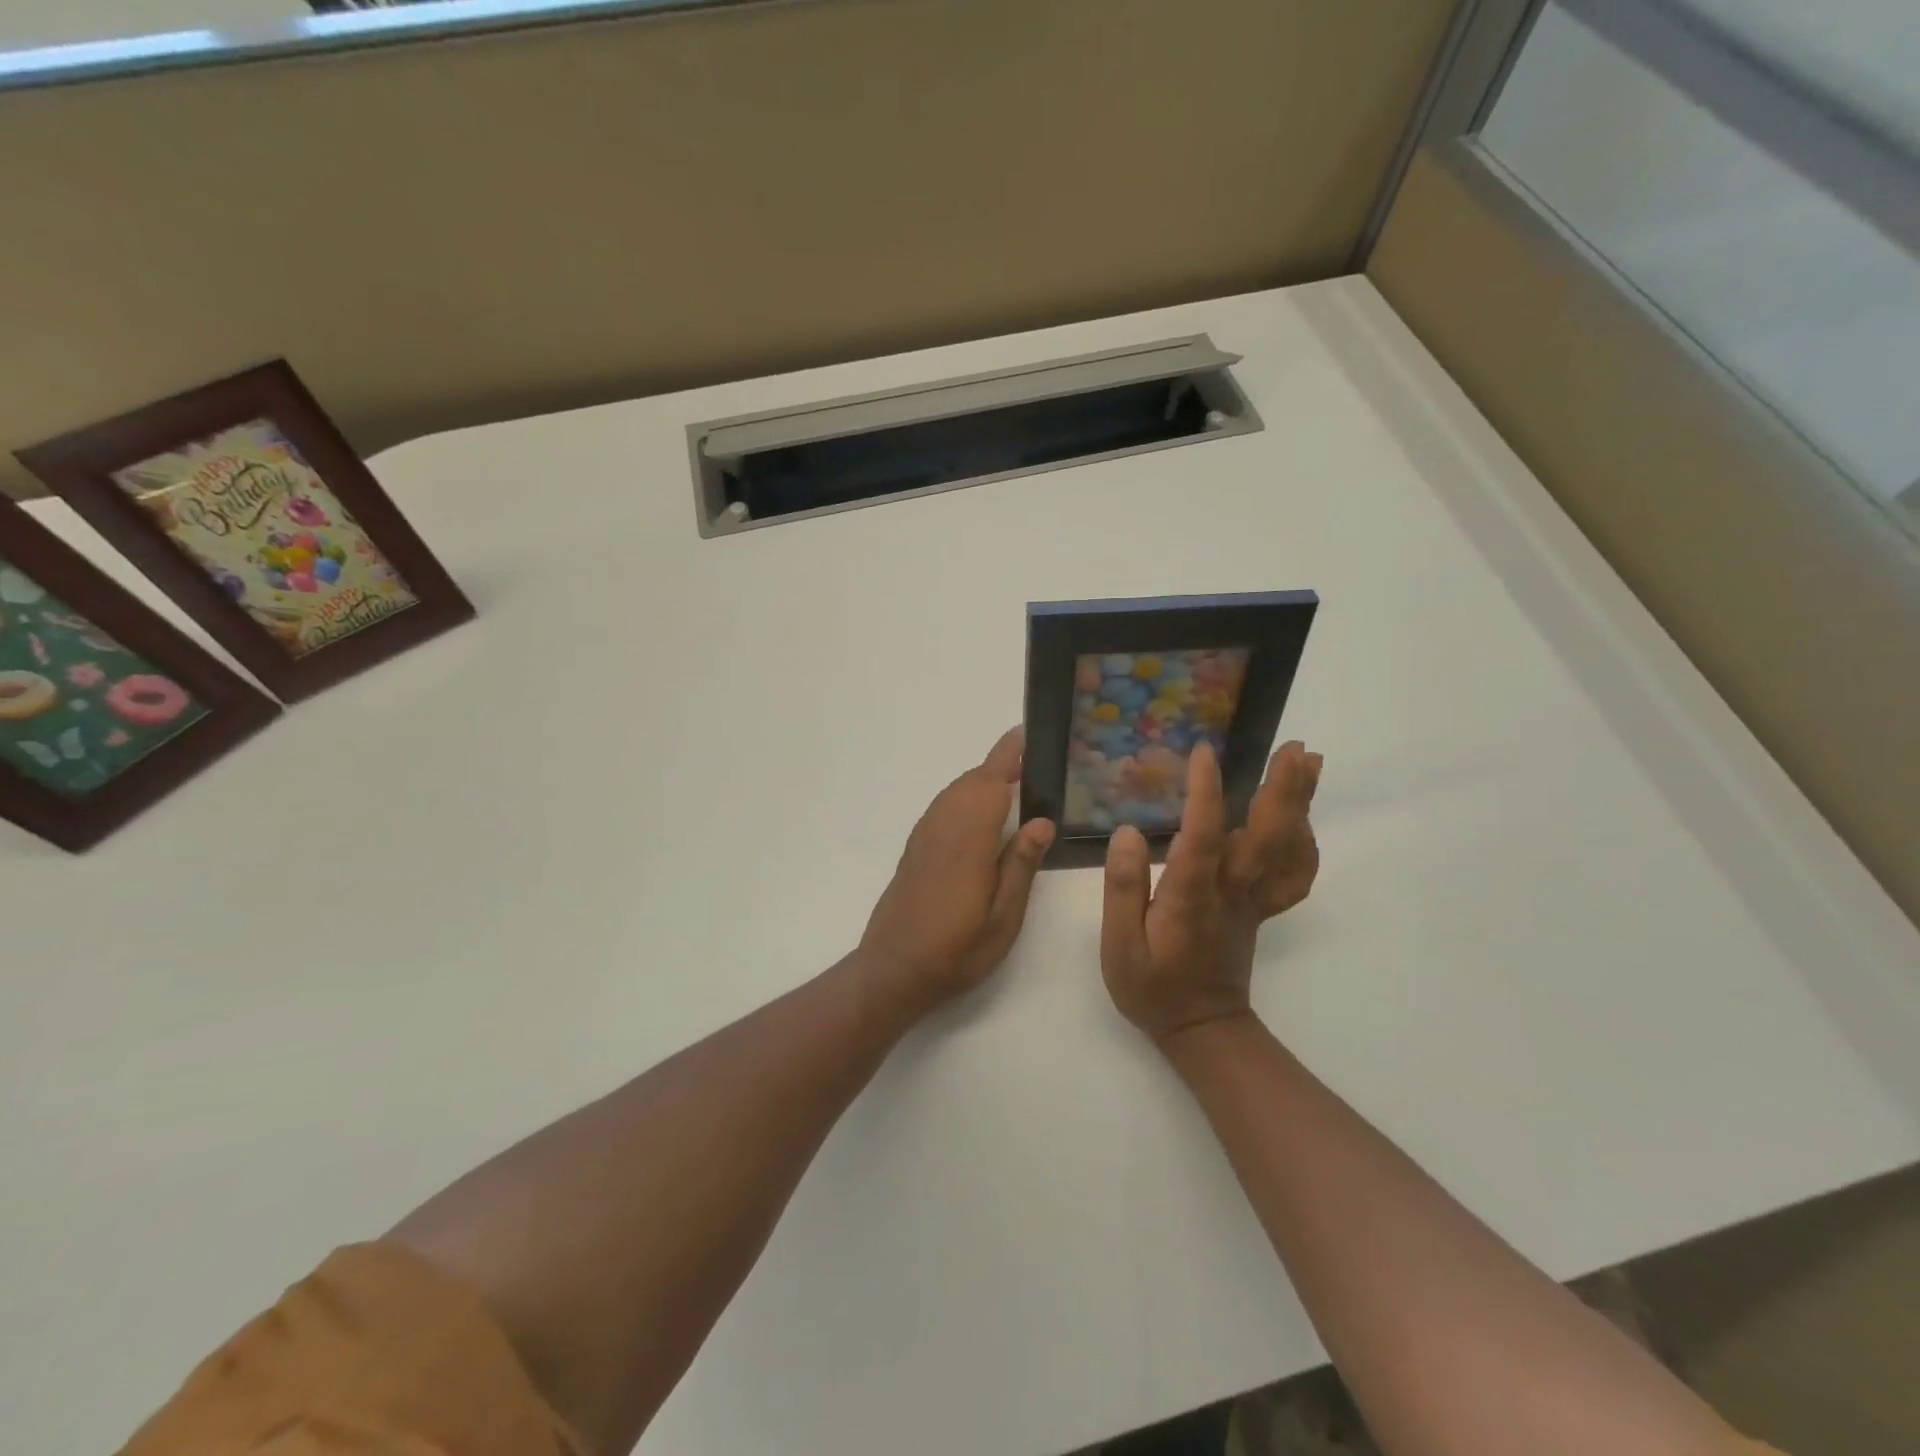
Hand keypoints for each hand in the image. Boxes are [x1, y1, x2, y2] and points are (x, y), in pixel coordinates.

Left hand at [859, 727, 1055, 1012]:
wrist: (893, 970)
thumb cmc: (957, 949)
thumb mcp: (1003, 917)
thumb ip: (1020, 864)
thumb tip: (1043, 820)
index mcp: (968, 839)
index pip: (990, 782)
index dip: (1008, 755)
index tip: (1026, 733)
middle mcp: (943, 827)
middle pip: (972, 781)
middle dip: (1000, 766)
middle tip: (1034, 766)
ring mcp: (924, 836)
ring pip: (955, 792)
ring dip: (982, 781)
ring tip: (1014, 786)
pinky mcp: (914, 848)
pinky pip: (943, 807)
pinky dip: (964, 797)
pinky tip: (980, 817)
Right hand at [1101, 740, 1321, 1046]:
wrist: (1200, 1028)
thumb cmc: (1152, 986)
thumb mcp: (1119, 945)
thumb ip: (1124, 889)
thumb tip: (1128, 833)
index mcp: (1191, 897)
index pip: (1202, 836)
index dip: (1206, 793)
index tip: (1203, 752)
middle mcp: (1231, 892)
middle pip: (1266, 837)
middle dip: (1282, 790)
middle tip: (1294, 748)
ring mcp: (1253, 900)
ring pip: (1287, 849)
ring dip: (1301, 804)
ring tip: (1307, 763)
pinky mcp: (1262, 908)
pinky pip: (1295, 875)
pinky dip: (1305, 843)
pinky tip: (1301, 818)